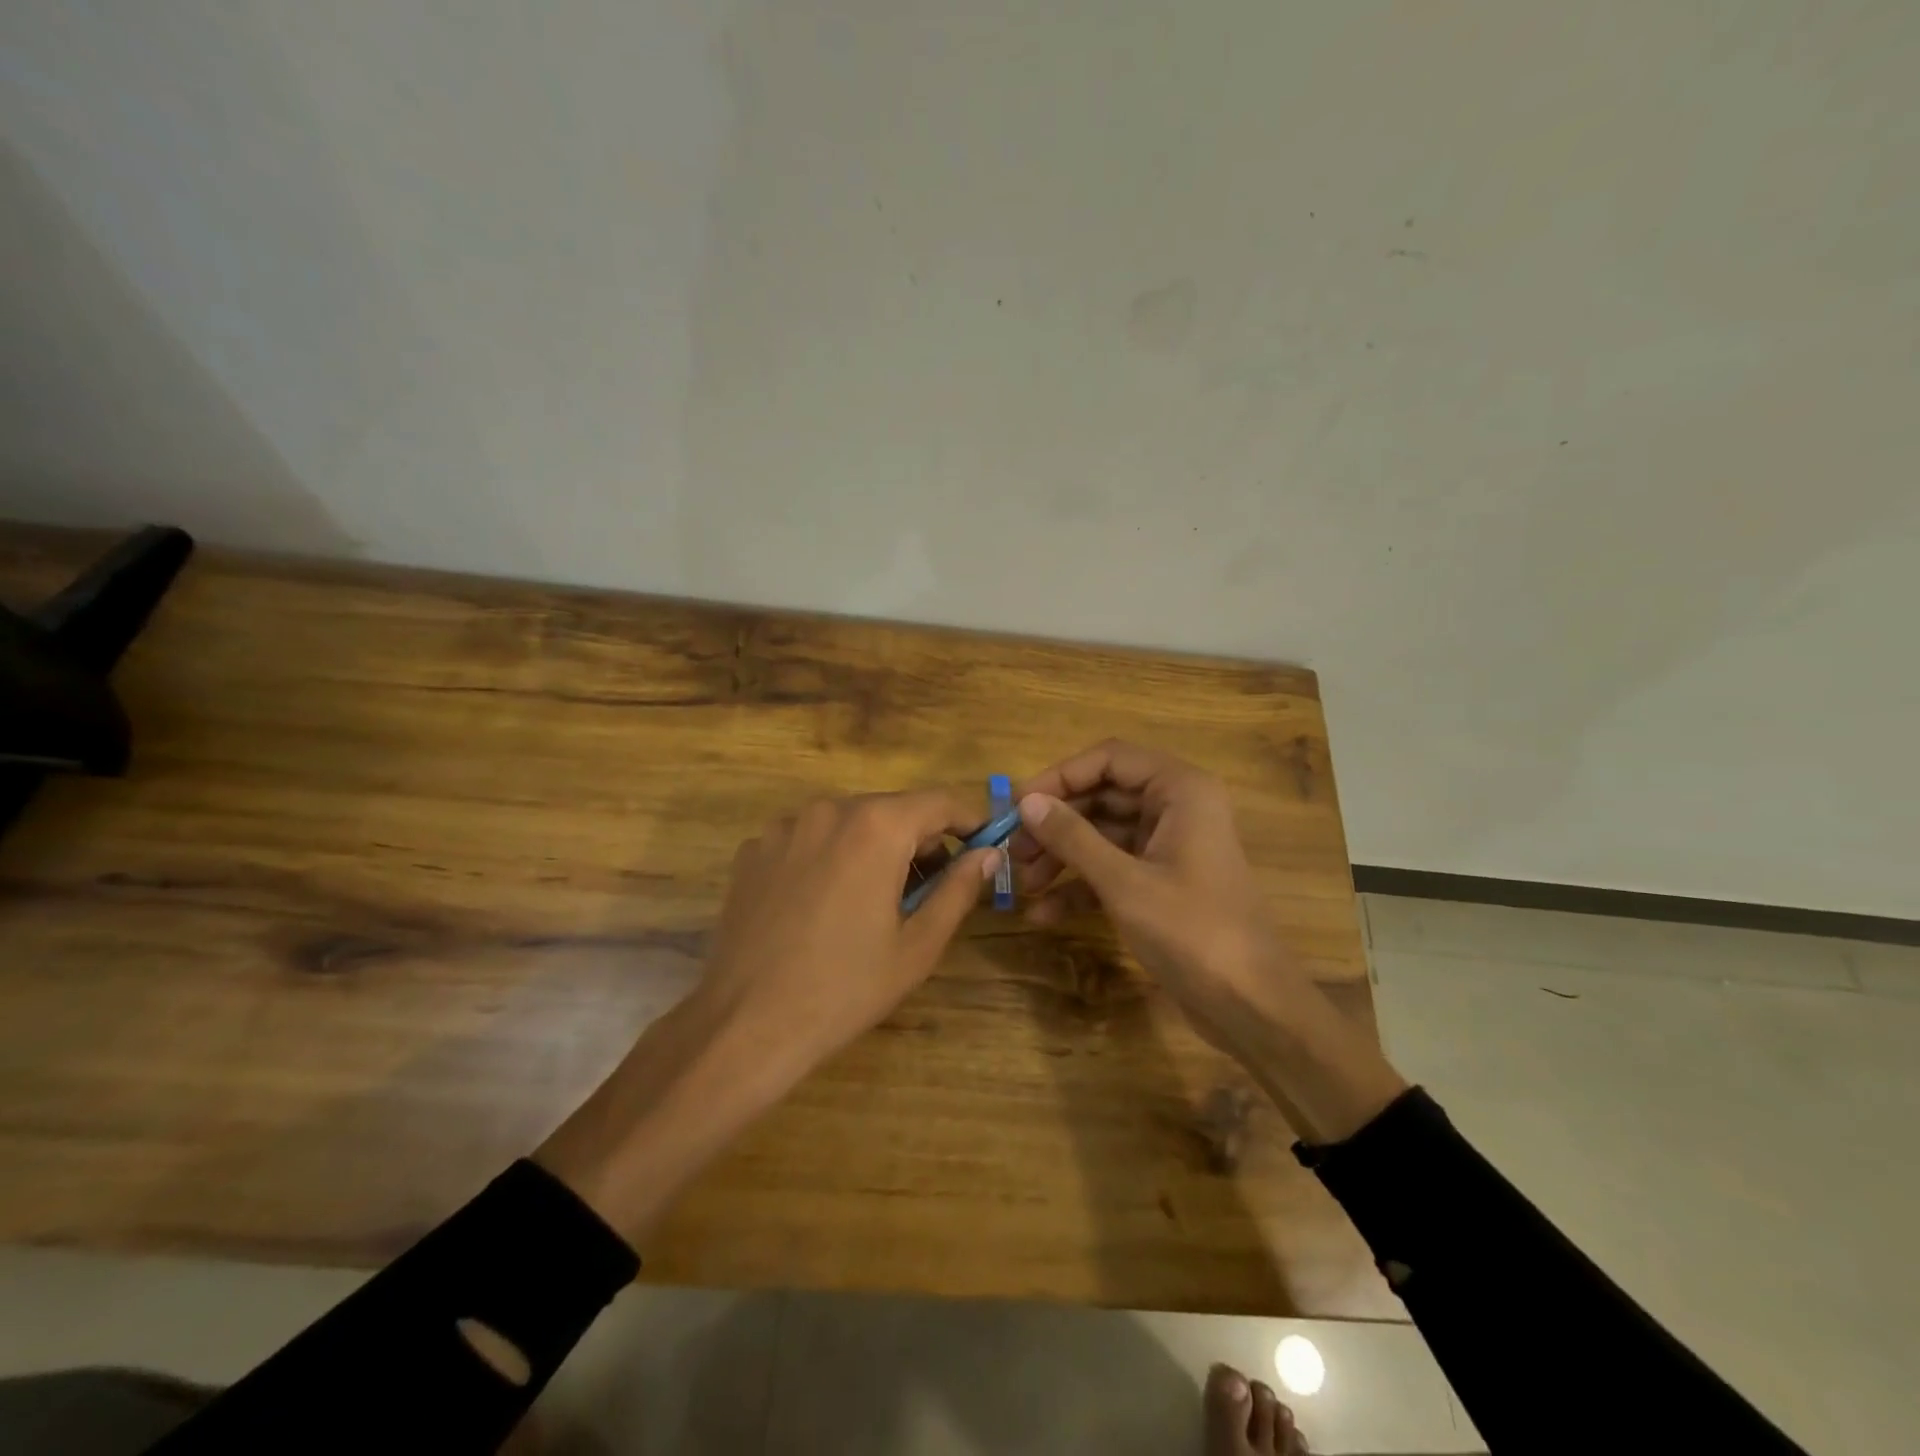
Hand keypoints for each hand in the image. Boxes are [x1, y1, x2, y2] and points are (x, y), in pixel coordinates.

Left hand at [697, 790, 1000, 1083]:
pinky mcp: (753, 850)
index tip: (983, 846)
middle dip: (920, 841)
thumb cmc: (845, 988)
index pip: (939, 802)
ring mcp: (784, 827)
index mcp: (876, 826)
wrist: (745, 1025)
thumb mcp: (918, 945)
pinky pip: (809, 840)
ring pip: (849, 823)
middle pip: (892, 810)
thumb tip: (988, 853)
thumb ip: (959, 889)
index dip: (968, 821)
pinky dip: (830, 858)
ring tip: (876, 901)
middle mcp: (828, 810)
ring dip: (874, 848)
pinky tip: (823, 906)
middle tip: (930, 890)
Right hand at [1013, 740, 1406, 1142]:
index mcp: (1180, 790)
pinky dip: (1081, 886)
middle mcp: (1176, 808)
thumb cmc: (1193, 931)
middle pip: (1102, 796)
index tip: (1020, 805)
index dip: (1061, 777)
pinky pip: (1113, 868)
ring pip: (1103, 834)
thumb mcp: (1124, 882)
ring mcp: (1169, 846)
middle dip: (1056, 823)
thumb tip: (1028, 803)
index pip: (1109, 759)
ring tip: (1022, 885)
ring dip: (1062, 856)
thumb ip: (1073, 837)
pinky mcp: (1162, 882)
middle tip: (1013, 849)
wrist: (1251, 1006)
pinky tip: (1045, 913)